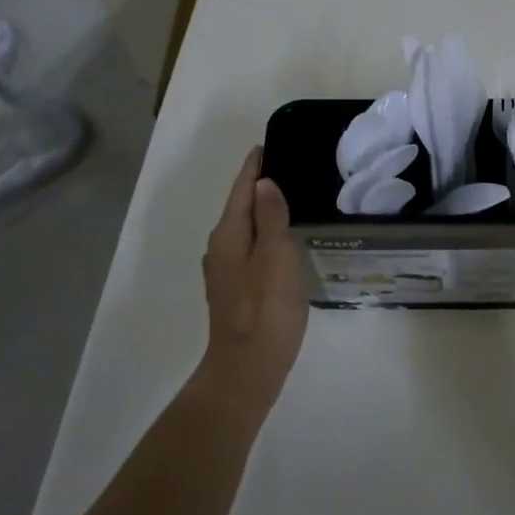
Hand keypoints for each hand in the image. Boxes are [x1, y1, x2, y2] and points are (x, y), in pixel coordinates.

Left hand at [201, 147, 307, 398]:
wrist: (247, 369)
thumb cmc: (265, 311)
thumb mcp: (275, 258)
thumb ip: (271, 218)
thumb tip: (264, 183)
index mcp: (229, 236)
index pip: (241, 190)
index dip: (255, 167)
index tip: (270, 145)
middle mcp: (221, 248)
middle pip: (240, 207)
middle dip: (260, 186)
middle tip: (291, 167)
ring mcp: (226, 272)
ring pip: (246, 229)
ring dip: (264, 211)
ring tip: (293, 199)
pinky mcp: (237, 290)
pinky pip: (252, 249)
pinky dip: (266, 235)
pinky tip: (285, 241)